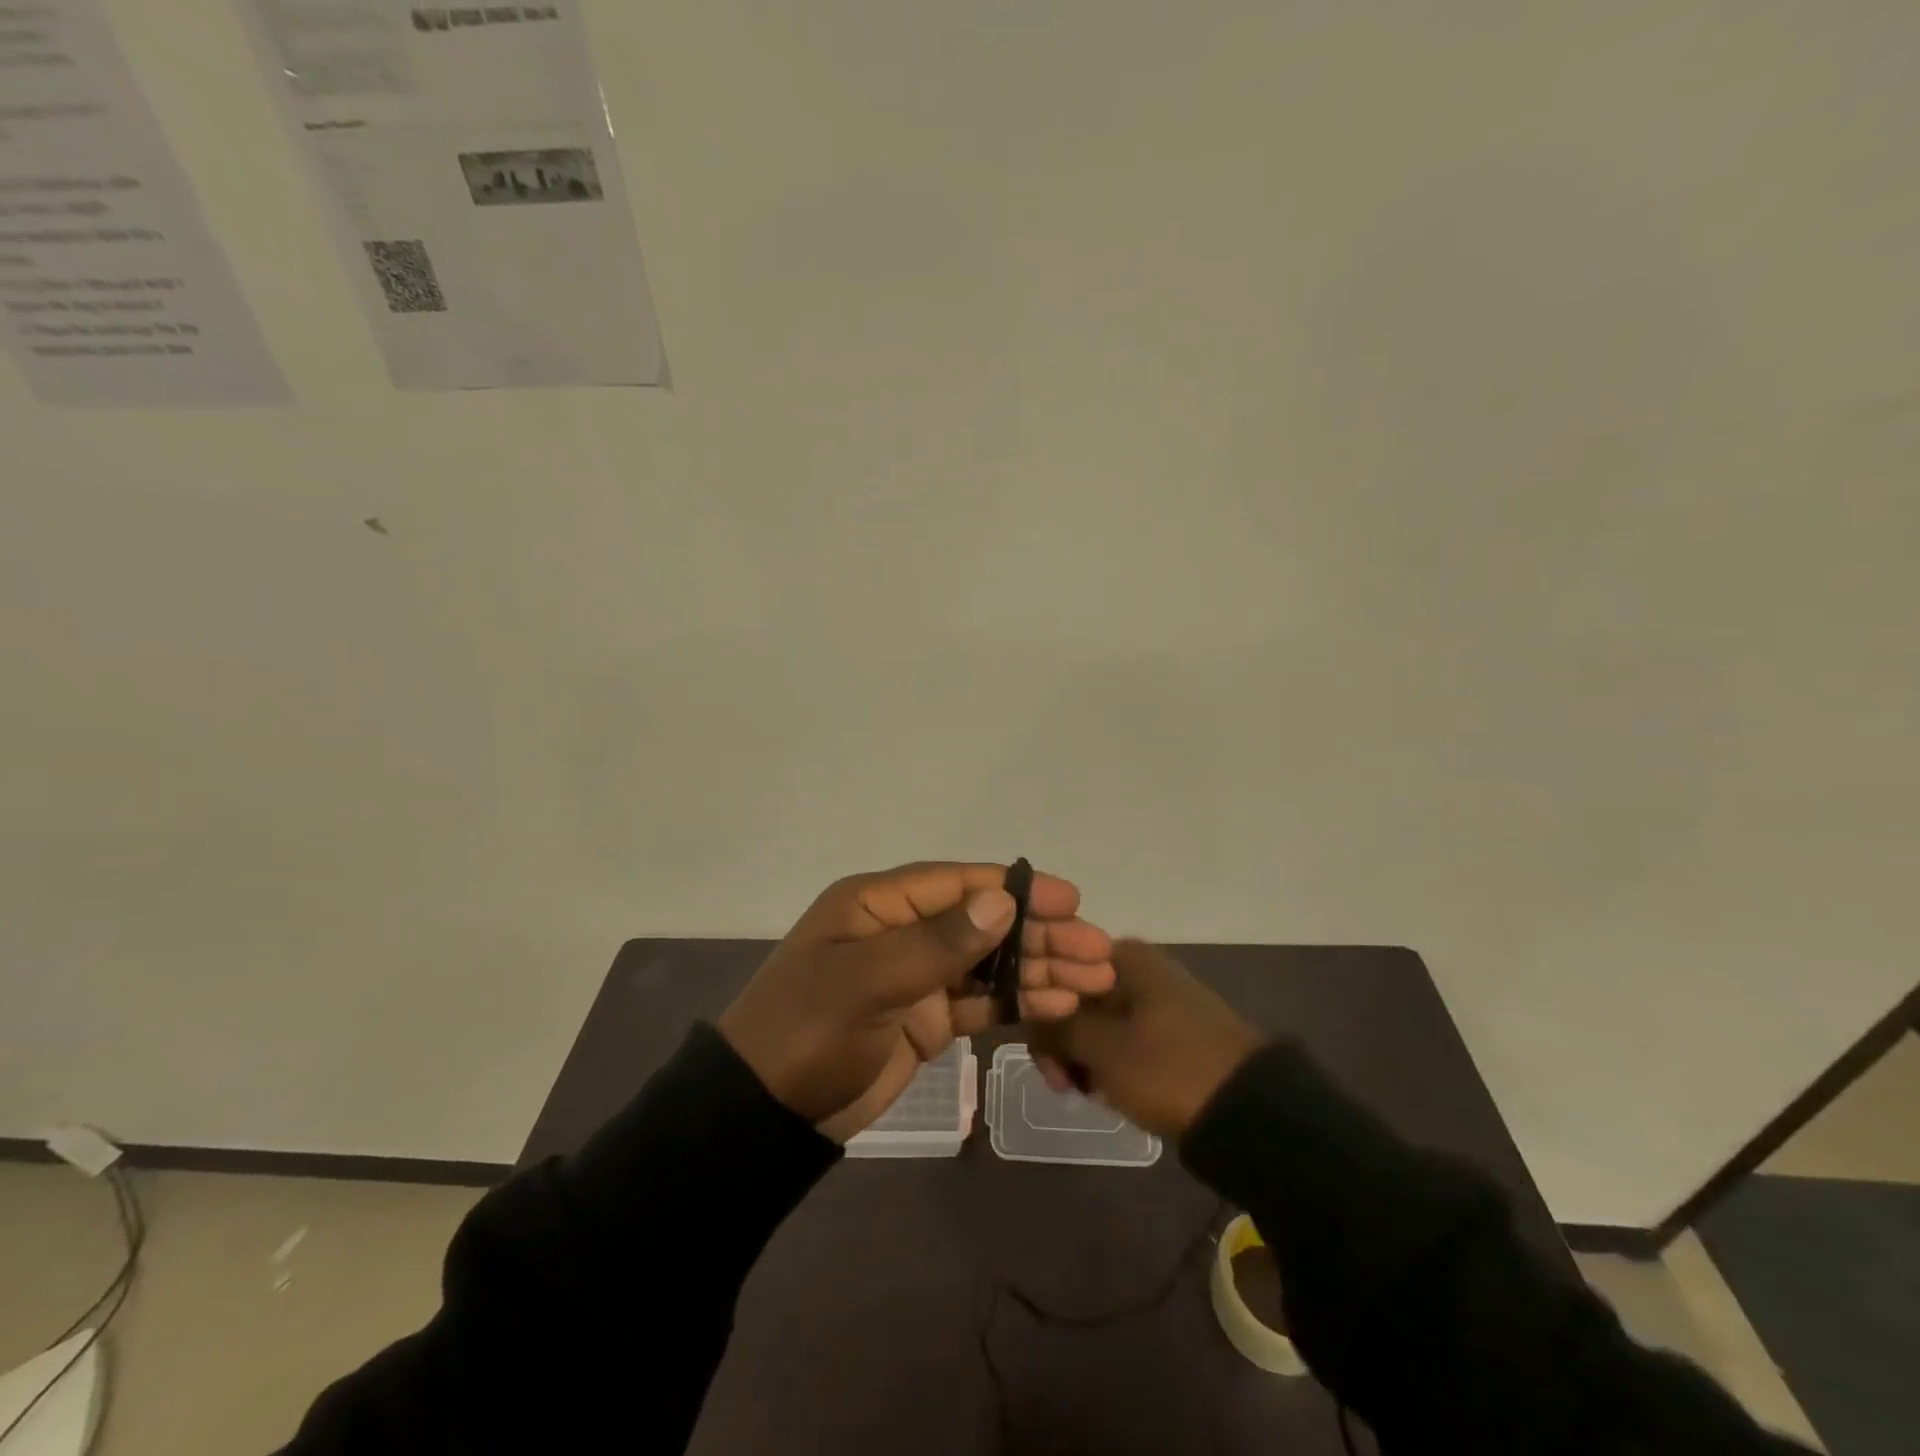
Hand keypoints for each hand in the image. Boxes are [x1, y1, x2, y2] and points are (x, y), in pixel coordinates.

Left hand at [717, 862, 1114, 1138]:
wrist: (766, 1115)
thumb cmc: (809, 1031)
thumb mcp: (868, 981)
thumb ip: (938, 943)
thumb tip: (1002, 901)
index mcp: (878, 904)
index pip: (957, 884)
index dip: (1015, 889)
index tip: (1070, 899)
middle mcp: (901, 931)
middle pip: (983, 923)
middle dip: (1040, 935)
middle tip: (1097, 950)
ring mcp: (915, 976)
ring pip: (988, 963)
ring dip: (1038, 969)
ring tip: (1094, 980)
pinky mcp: (925, 1019)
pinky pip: (979, 1002)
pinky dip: (1016, 1002)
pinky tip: (1057, 1004)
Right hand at [1030, 939, 1263, 1137]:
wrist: (1251, 1111)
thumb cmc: (1168, 1069)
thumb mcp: (1102, 1050)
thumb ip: (1056, 1028)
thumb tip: (1028, 1014)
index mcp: (1122, 956)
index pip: (1056, 976)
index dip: (1042, 1019)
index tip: (1048, 1064)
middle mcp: (1139, 966)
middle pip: (1076, 1000)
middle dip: (1064, 1044)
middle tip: (1067, 1088)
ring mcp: (1159, 997)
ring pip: (1100, 1023)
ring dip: (1086, 1057)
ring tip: (1093, 1095)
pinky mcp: (1174, 1028)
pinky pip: (1126, 1038)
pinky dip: (1113, 1062)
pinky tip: (1115, 1093)